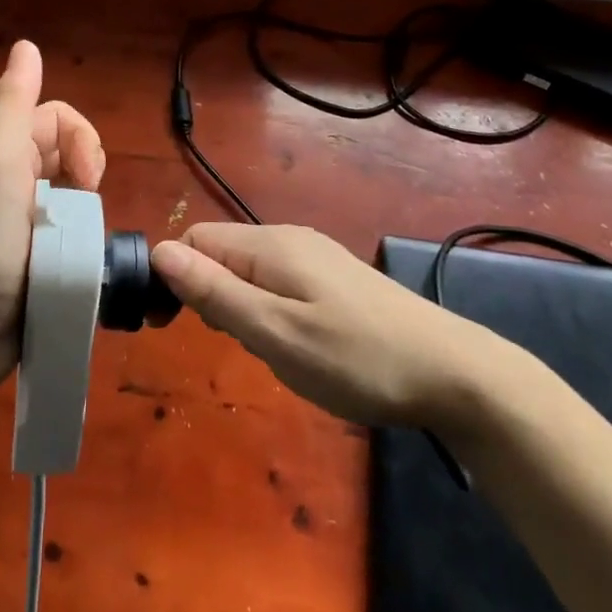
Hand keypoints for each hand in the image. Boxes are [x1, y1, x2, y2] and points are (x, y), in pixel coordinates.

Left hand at [0, 41, 104, 387]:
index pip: (60, 118)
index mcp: (4, 152)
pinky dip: (84, 235)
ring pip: (77, 190)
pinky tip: (81, 255)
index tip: (88, 179)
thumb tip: (27, 45)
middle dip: (89, 171)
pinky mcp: (39, 253)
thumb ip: (13, 103)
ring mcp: (27, 218)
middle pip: (72, 150)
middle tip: (87, 205)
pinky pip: (75, 227)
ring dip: (88, 207)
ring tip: (82, 237)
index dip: (83, 140)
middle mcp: (15, 178)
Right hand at [150, 224, 500, 428]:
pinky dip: (268, 309)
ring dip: (239, 306)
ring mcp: (317, 258)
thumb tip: (159, 252)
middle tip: (231, 345)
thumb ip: (215, 293)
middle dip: (208, 294)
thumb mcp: (275, 333)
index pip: (196, 240)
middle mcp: (290, 240)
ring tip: (265, 351)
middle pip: (222, 252)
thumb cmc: (355, 357)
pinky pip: (279, 283)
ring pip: (250, 271)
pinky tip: (294, 344)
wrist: (451, 371)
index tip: (171, 327)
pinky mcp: (336, 280)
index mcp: (270, 246)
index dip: (174, 277)